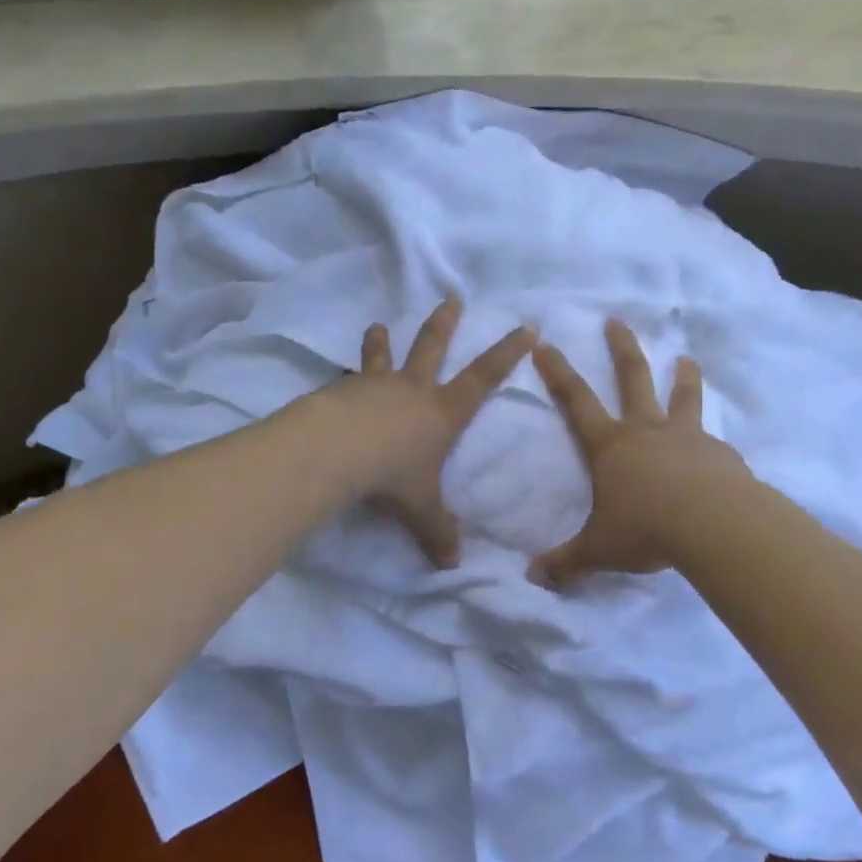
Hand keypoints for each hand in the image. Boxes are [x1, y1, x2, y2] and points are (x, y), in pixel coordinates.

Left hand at [341, 297, 533, 568]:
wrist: (336, 451)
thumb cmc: (392, 476)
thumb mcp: (421, 509)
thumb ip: (437, 533)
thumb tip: (453, 564)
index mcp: (442, 412)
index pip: (484, 377)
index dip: (507, 352)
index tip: (526, 327)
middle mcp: (412, 390)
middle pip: (432, 348)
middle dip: (444, 323)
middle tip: (451, 297)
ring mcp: (375, 386)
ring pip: (383, 356)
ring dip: (382, 341)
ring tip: (378, 325)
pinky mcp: (341, 391)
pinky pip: (347, 380)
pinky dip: (345, 379)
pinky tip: (335, 384)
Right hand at [529, 319, 746, 588]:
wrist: (714, 526)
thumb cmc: (646, 529)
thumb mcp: (598, 549)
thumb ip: (566, 562)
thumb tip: (532, 578)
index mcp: (610, 446)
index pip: (576, 400)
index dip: (558, 372)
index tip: (546, 342)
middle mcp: (646, 431)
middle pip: (632, 378)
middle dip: (621, 348)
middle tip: (616, 321)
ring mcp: (687, 438)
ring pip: (682, 398)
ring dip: (682, 377)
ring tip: (686, 358)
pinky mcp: (720, 454)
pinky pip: (712, 441)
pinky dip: (710, 439)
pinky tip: (718, 448)